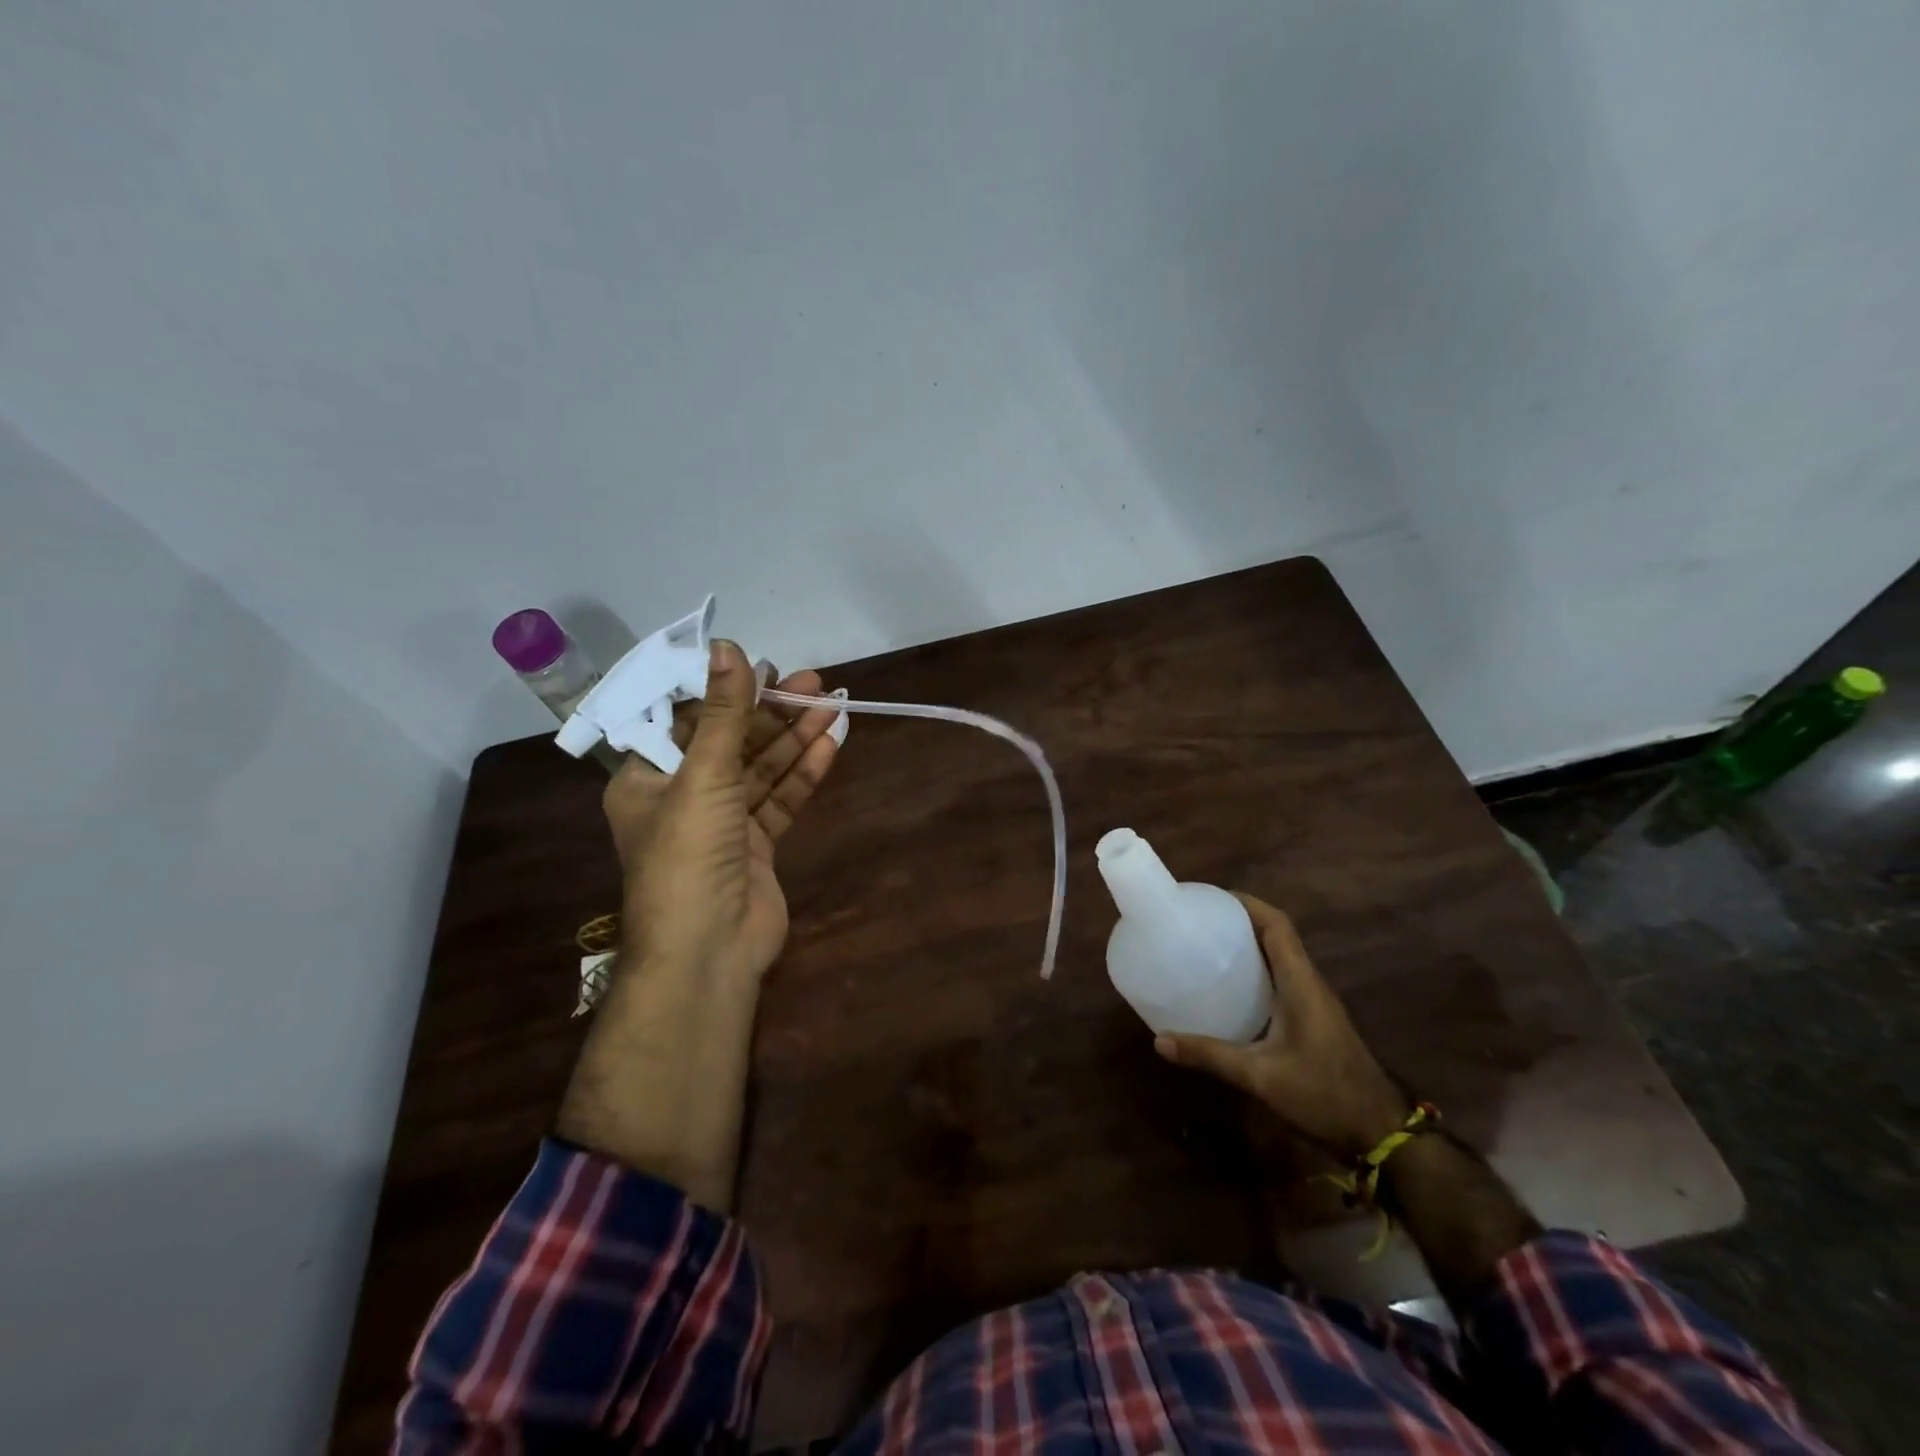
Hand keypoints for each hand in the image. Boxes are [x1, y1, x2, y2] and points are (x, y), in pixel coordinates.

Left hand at [602, 640, 839, 983]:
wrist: (708, 950)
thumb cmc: (688, 854)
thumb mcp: (703, 775)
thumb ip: (724, 712)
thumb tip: (727, 645)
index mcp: (647, 778)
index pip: (689, 721)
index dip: (728, 692)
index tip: (767, 667)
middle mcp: (682, 797)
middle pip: (732, 742)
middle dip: (773, 713)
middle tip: (814, 683)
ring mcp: (722, 823)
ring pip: (761, 770)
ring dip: (794, 739)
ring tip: (832, 705)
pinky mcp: (756, 846)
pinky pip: (780, 800)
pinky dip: (803, 774)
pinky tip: (831, 745)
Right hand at [1154, 892, 1409, 1158]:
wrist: (1382, 1133)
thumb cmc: (1324, 1094)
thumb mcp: (1260, 1076)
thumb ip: (1210, 1056)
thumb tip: (1159, 1041)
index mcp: (1300, 982)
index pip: (1277, 925)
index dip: (1247, 904)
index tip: (1211, 898)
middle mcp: (1310, 983)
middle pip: (1278, 935)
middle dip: (1241, 920)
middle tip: (1200, 921)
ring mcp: (1316, 1002)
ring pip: (1282, 957)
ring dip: (1250, 944)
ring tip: (1208, 945)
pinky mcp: (1316, 1019)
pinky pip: (1284, 978)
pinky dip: (1258, 970)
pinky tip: (1232, 989)